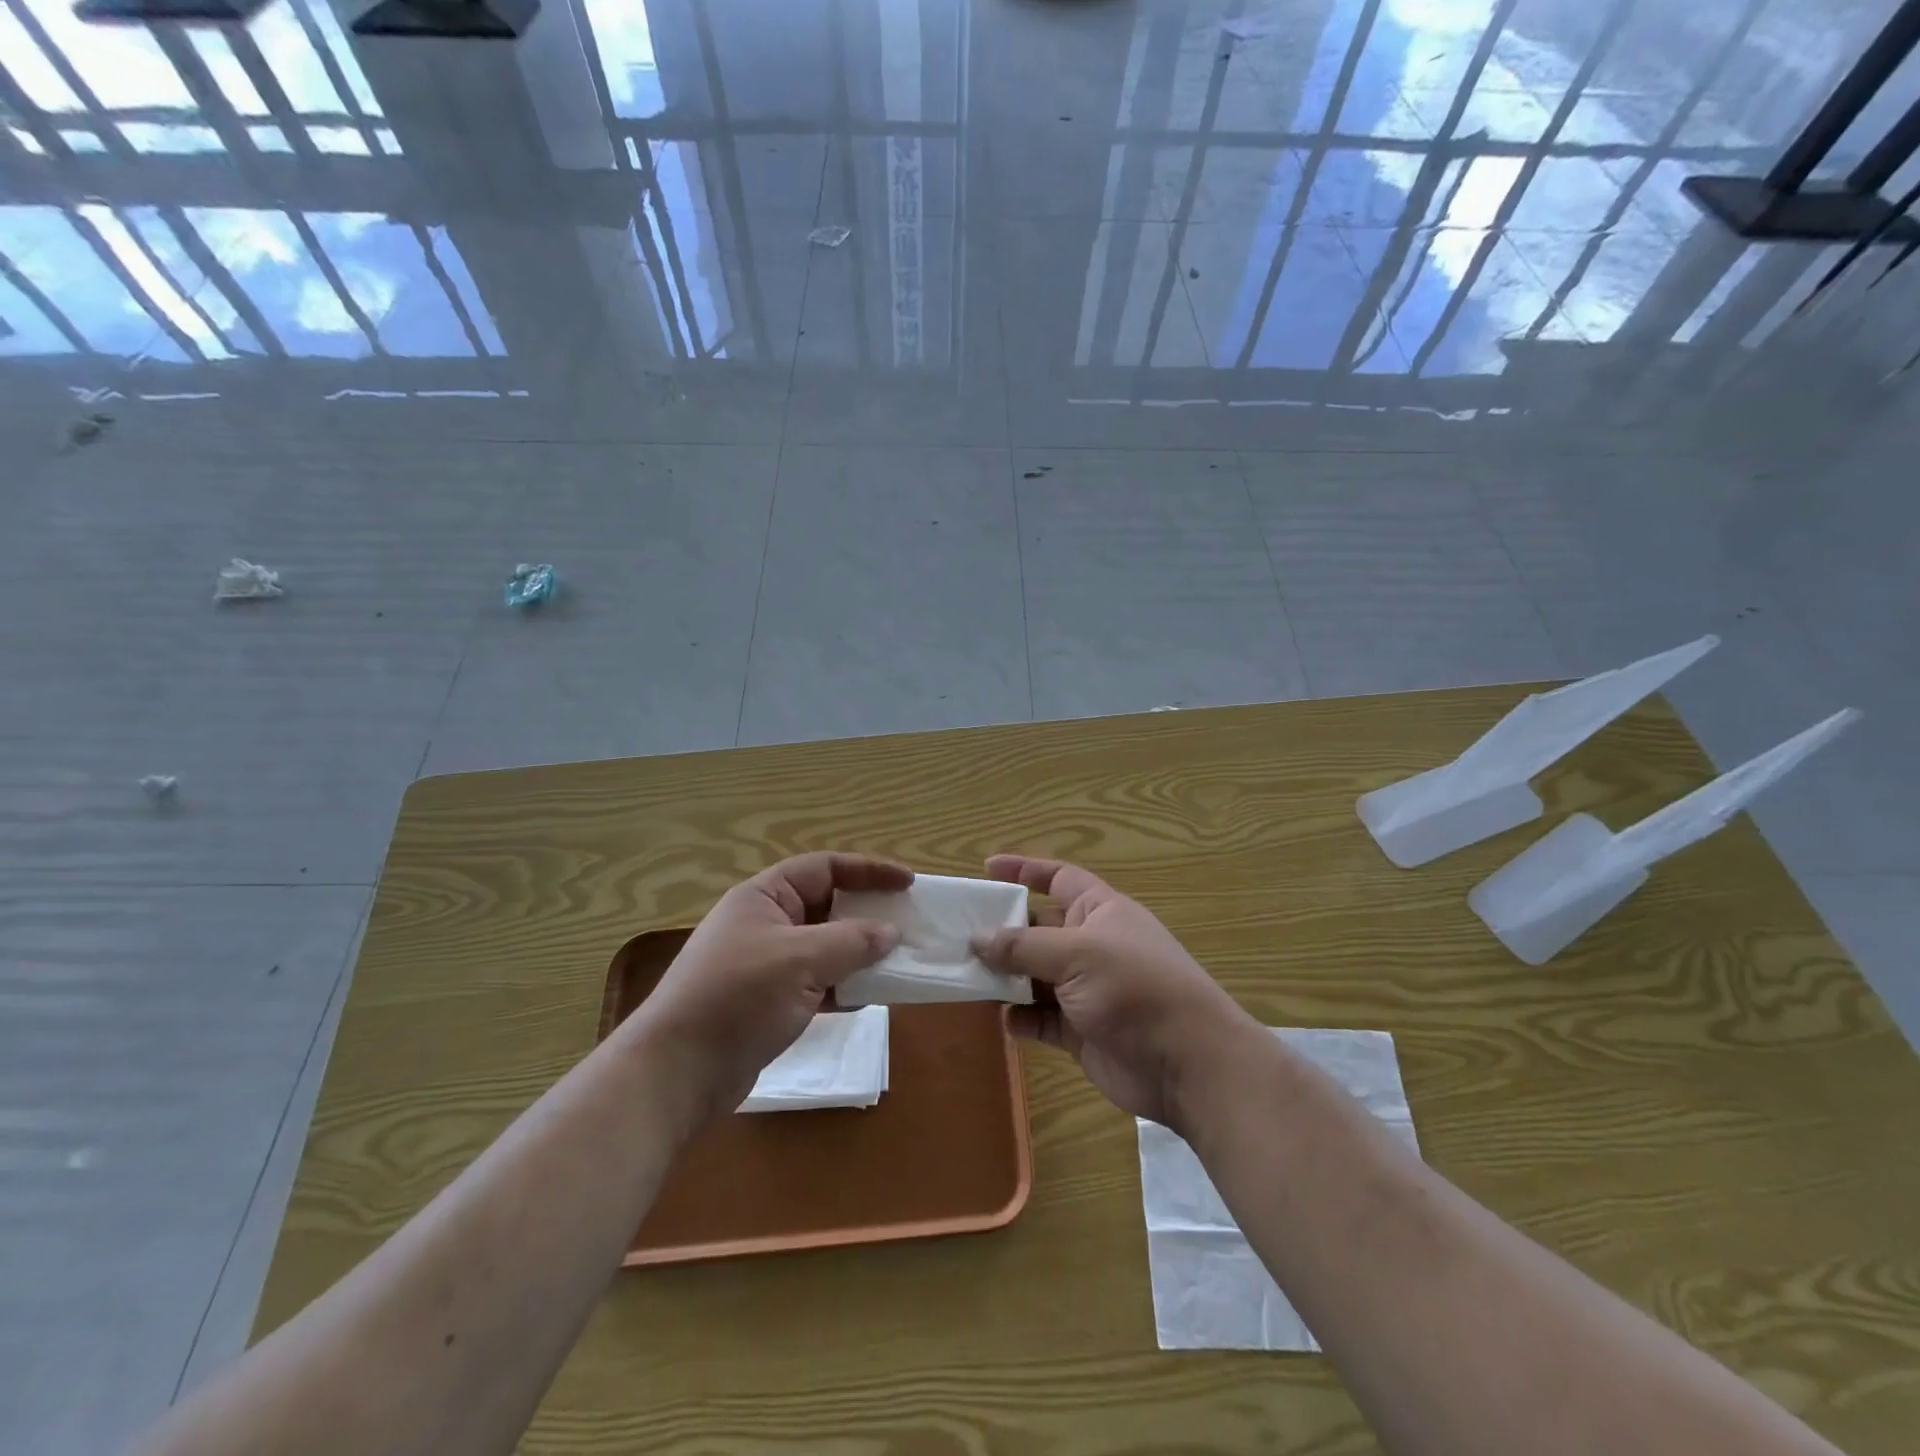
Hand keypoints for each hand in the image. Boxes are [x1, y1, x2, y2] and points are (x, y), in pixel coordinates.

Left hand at [632, 853, 909, 1128]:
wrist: (677, 1072)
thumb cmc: (737, 997)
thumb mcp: (800, 960)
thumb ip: (851, 941)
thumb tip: (890, 932)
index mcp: (764, 896)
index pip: (825, 868)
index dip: (869, 870)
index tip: (908, 883)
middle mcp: (765, 922)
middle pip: (827, 906)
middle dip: (867, 914)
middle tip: (909, 923)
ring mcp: (766, 963)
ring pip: (825, 946)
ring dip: (859, 953)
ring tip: (897, 961)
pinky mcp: (768, 1001)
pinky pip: (817, 981)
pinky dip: (843, 985)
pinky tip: (869, 997)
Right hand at [972, 855, 1253, 1128]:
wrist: (1187, 1064)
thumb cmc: (1135, 988)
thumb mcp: (1077, 954)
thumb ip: (1024, 946)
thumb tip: (977, 938)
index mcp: (1100, 911)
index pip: (1059, 878)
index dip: (1025, 870)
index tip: (987, 869)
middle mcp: (1092, 945)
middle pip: (1039, 929)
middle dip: (1003, 932)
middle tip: (958, 935)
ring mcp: (1087, 990)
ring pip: (1035, 976)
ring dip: (1006, 978)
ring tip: (967, 977)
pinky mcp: (1082, 1031)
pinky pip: (1042, 1018)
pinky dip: (1021, 1018)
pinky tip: (1003, 1020)